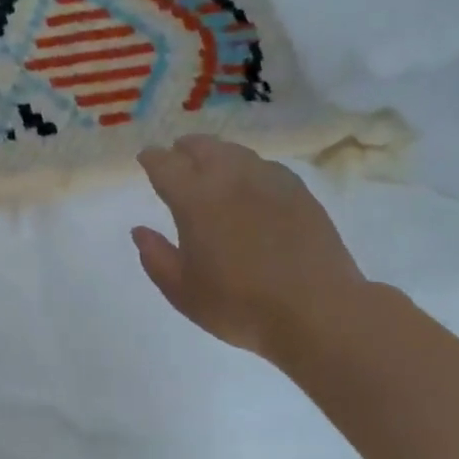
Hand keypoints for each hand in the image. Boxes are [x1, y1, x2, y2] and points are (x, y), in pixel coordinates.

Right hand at [133, 135, 371, 359]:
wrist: (318, 312)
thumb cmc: (240, 305)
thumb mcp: (183, 292)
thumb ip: (156, 257)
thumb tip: (140, 231)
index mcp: (194, 198)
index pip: (164, 164)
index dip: (151, 158)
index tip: (146, 159)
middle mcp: (229, 177)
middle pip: (201, 146)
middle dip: (184, 148)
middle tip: (177, 157)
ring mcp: (268, 180)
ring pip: (235, 151)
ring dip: (216, 154)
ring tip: (213, 167)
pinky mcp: (299, 190)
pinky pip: (265, 166)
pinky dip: (248, 168)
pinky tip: (251, 185)